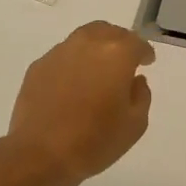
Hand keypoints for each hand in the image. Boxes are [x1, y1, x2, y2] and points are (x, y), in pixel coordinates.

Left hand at [4, 22, 156, 185]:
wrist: (39, 154)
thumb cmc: (94, 141)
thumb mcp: (135, 124)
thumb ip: (141, 95)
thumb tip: (135, 80)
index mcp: (116, 54)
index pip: (136, 42)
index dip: (144, 52)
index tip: (147, 62)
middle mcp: (87, 44)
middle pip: (108, 31)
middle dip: (119, 42)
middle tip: (124, 61)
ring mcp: (59, 53)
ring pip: (83, 39)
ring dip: (95, 49)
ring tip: (98, 71)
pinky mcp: (38, 66)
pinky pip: (62, 56)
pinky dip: (73, 63)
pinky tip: (73, 85)